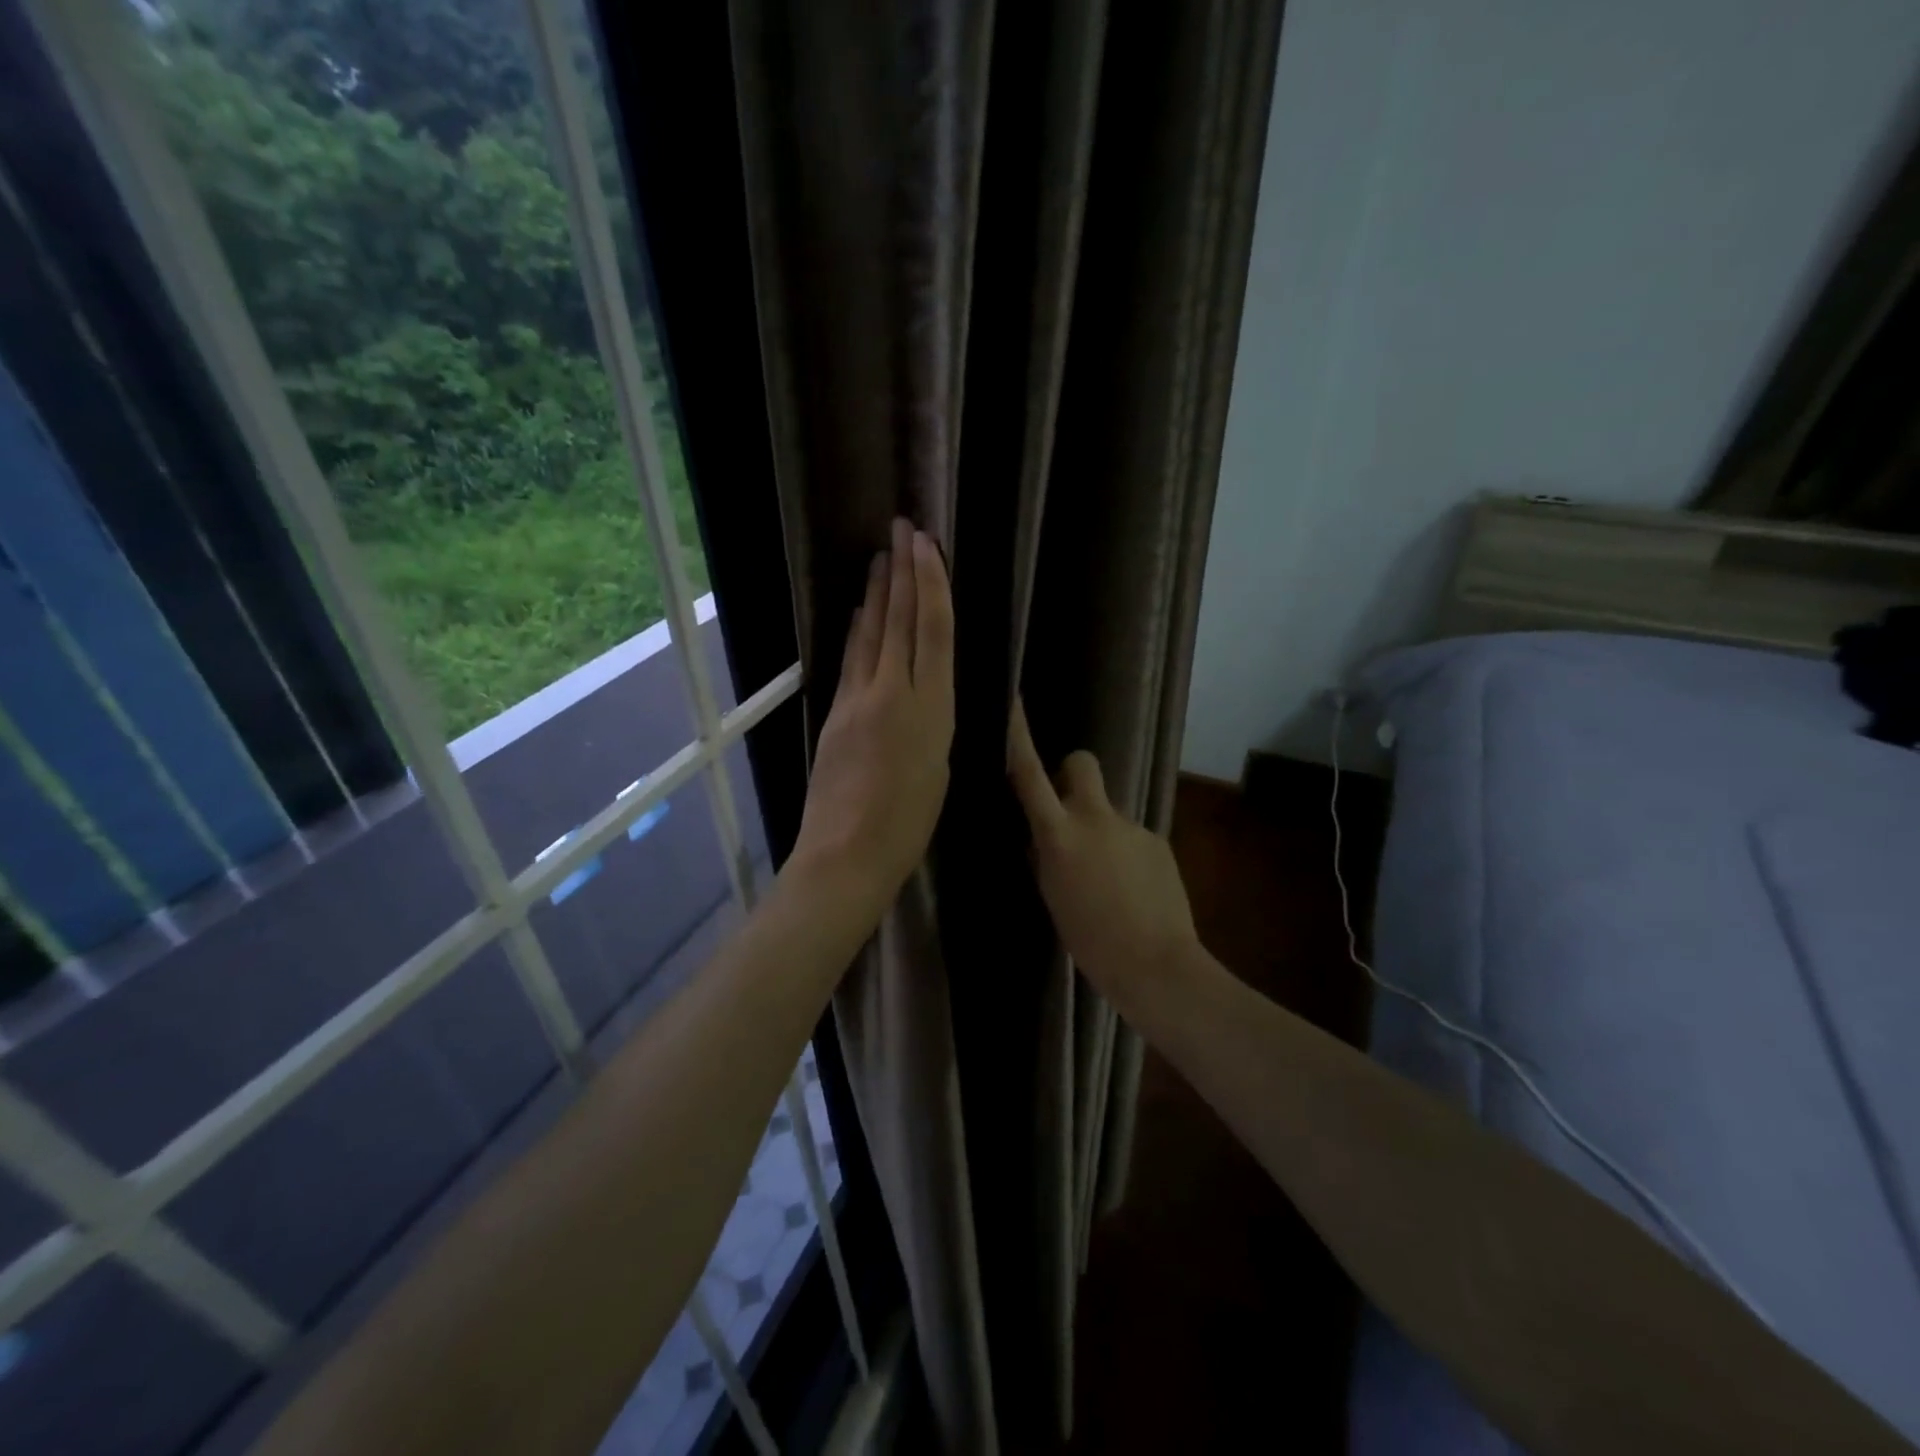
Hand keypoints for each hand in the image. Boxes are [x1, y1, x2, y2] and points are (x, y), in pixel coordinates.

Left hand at [788, 518, 954, 918]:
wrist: (847, 853)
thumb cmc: (909, 825)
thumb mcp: (940, 768)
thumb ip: (933, 720)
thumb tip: (926, 690)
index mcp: (932, 708)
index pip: (932, 630)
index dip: (930, 583)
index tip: (925, 545)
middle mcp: (894, 692)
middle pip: (899, 621)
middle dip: (902, 572)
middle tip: (901, 529)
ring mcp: (858, 700)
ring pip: (871, 634)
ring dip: (877, 594)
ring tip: (881, 559)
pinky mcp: (835, 713)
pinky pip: (851, 661)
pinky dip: (858, 631)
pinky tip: (857, 614)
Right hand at [1006, 703, 1200, 1018]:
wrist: (1157, 965)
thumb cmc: (1091, 941)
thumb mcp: (1053, 896)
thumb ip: (1046, 857)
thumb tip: (1041, 838)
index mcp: (1060, 835)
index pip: (1030, 774)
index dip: (1018, 735)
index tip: (1013, 700)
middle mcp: (1095, 818)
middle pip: (1081, 763)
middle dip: (1071, 774)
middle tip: (1070, 810)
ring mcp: (1131, 826)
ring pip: (1107, 810)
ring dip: (1102, 830)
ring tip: (1109, 878)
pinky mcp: (1157, 840)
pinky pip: (1131, 836)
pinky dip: (1127, 854)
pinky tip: (1133, 890)